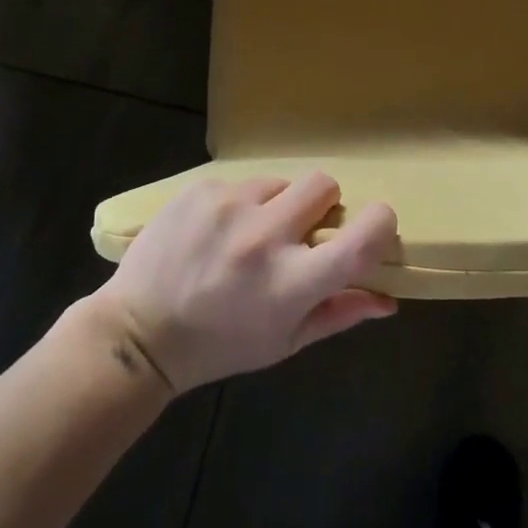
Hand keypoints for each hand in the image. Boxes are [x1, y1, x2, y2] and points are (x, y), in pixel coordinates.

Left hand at [93, 174, 398, 393]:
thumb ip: (340, 314)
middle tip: (299, 231)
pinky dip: (240, 204)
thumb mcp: (284, 342)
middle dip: (322, 205)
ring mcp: (229, 205)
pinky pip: (241, 182)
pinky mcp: (201, 189)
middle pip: (324, 184)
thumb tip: (389, 299)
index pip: (363, 236)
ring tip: (248, 235)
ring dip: (276, 204)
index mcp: (292, 282)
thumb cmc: (220, 345)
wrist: (138, 332)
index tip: (372, 226)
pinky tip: (216, 232)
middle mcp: (264, 236)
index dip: (379, 224)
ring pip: (280, 181)